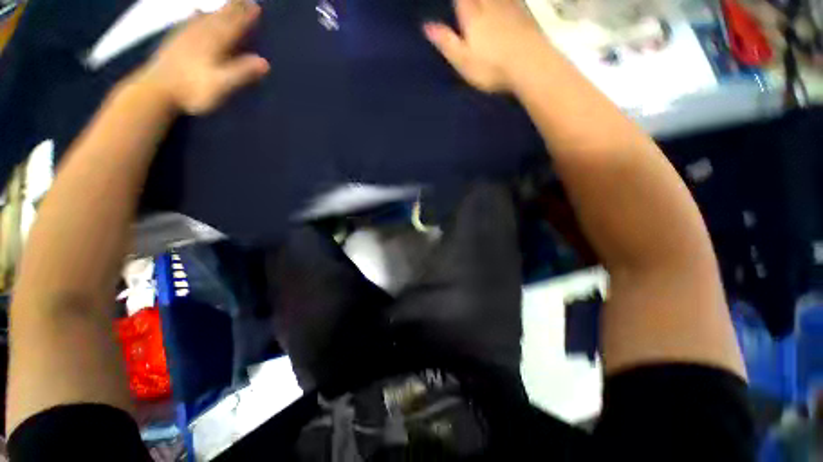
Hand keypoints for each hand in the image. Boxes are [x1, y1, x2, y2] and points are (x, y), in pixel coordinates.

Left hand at [138, 0, 269, 114]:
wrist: (156, 91)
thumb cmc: (192, 91)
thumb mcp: (221, 85)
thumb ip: (241, 73)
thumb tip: (265, 63)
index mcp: (214, 44)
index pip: (233, 27)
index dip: (245, 17)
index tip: (257, 7)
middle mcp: (201, 35)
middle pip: (220, 18)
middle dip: (234, 8)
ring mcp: (186, 36)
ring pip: (205, 17)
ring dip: (218, 9)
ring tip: (226, 3)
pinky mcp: (175, 41)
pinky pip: (188, 22)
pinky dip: (195, 15)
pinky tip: (196, 11)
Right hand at [424, 0, 547, 92]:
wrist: (529, 64)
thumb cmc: (491, 67)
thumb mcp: (462, 60)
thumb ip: (446, 42)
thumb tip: (426, 26)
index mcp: (473, 16)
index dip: (458, 1)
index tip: (455, 4)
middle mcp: (491, 5)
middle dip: (470, 0)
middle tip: (466, 3)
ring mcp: (510, 8)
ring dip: (488, 1)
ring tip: (483, 4)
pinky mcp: (526, 15)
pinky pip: (513, 1)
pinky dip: (508, 2)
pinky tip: (507, 4)